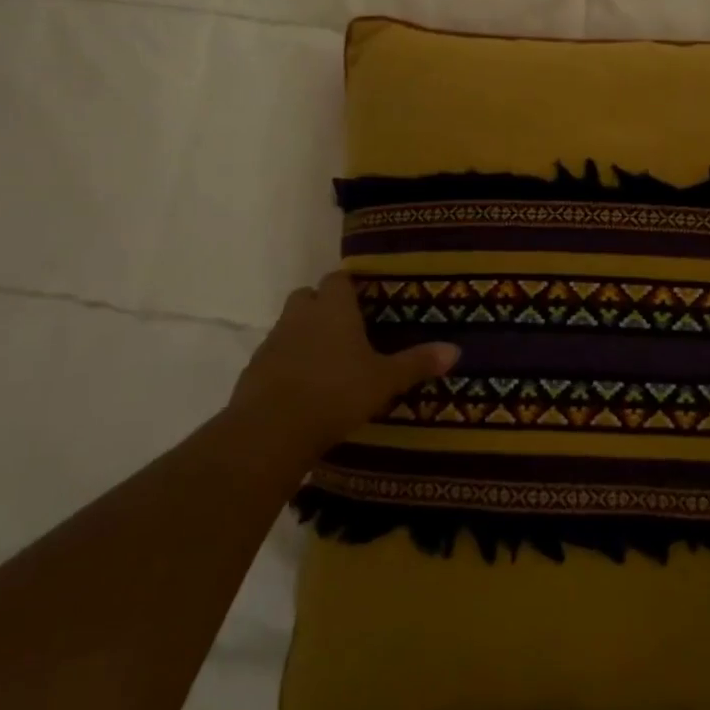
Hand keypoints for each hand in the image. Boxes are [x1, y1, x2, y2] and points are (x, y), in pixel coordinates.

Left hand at [230, 271, 458, 462]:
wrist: (271, 430)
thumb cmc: (336, 392)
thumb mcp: (385, 380)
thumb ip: (417, 363)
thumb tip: (456, 350)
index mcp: (333, 307)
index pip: (338, 278)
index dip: (350, 285)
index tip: (365, 298)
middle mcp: (300, 315)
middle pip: (308, 296)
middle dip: (323, 306)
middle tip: (347, 328)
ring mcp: (272, 342)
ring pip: (289, 325)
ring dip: (304, 335)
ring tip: (328, 361)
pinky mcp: (253, 370)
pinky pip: (275, 356)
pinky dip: (288, 364)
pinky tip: (305, 387)